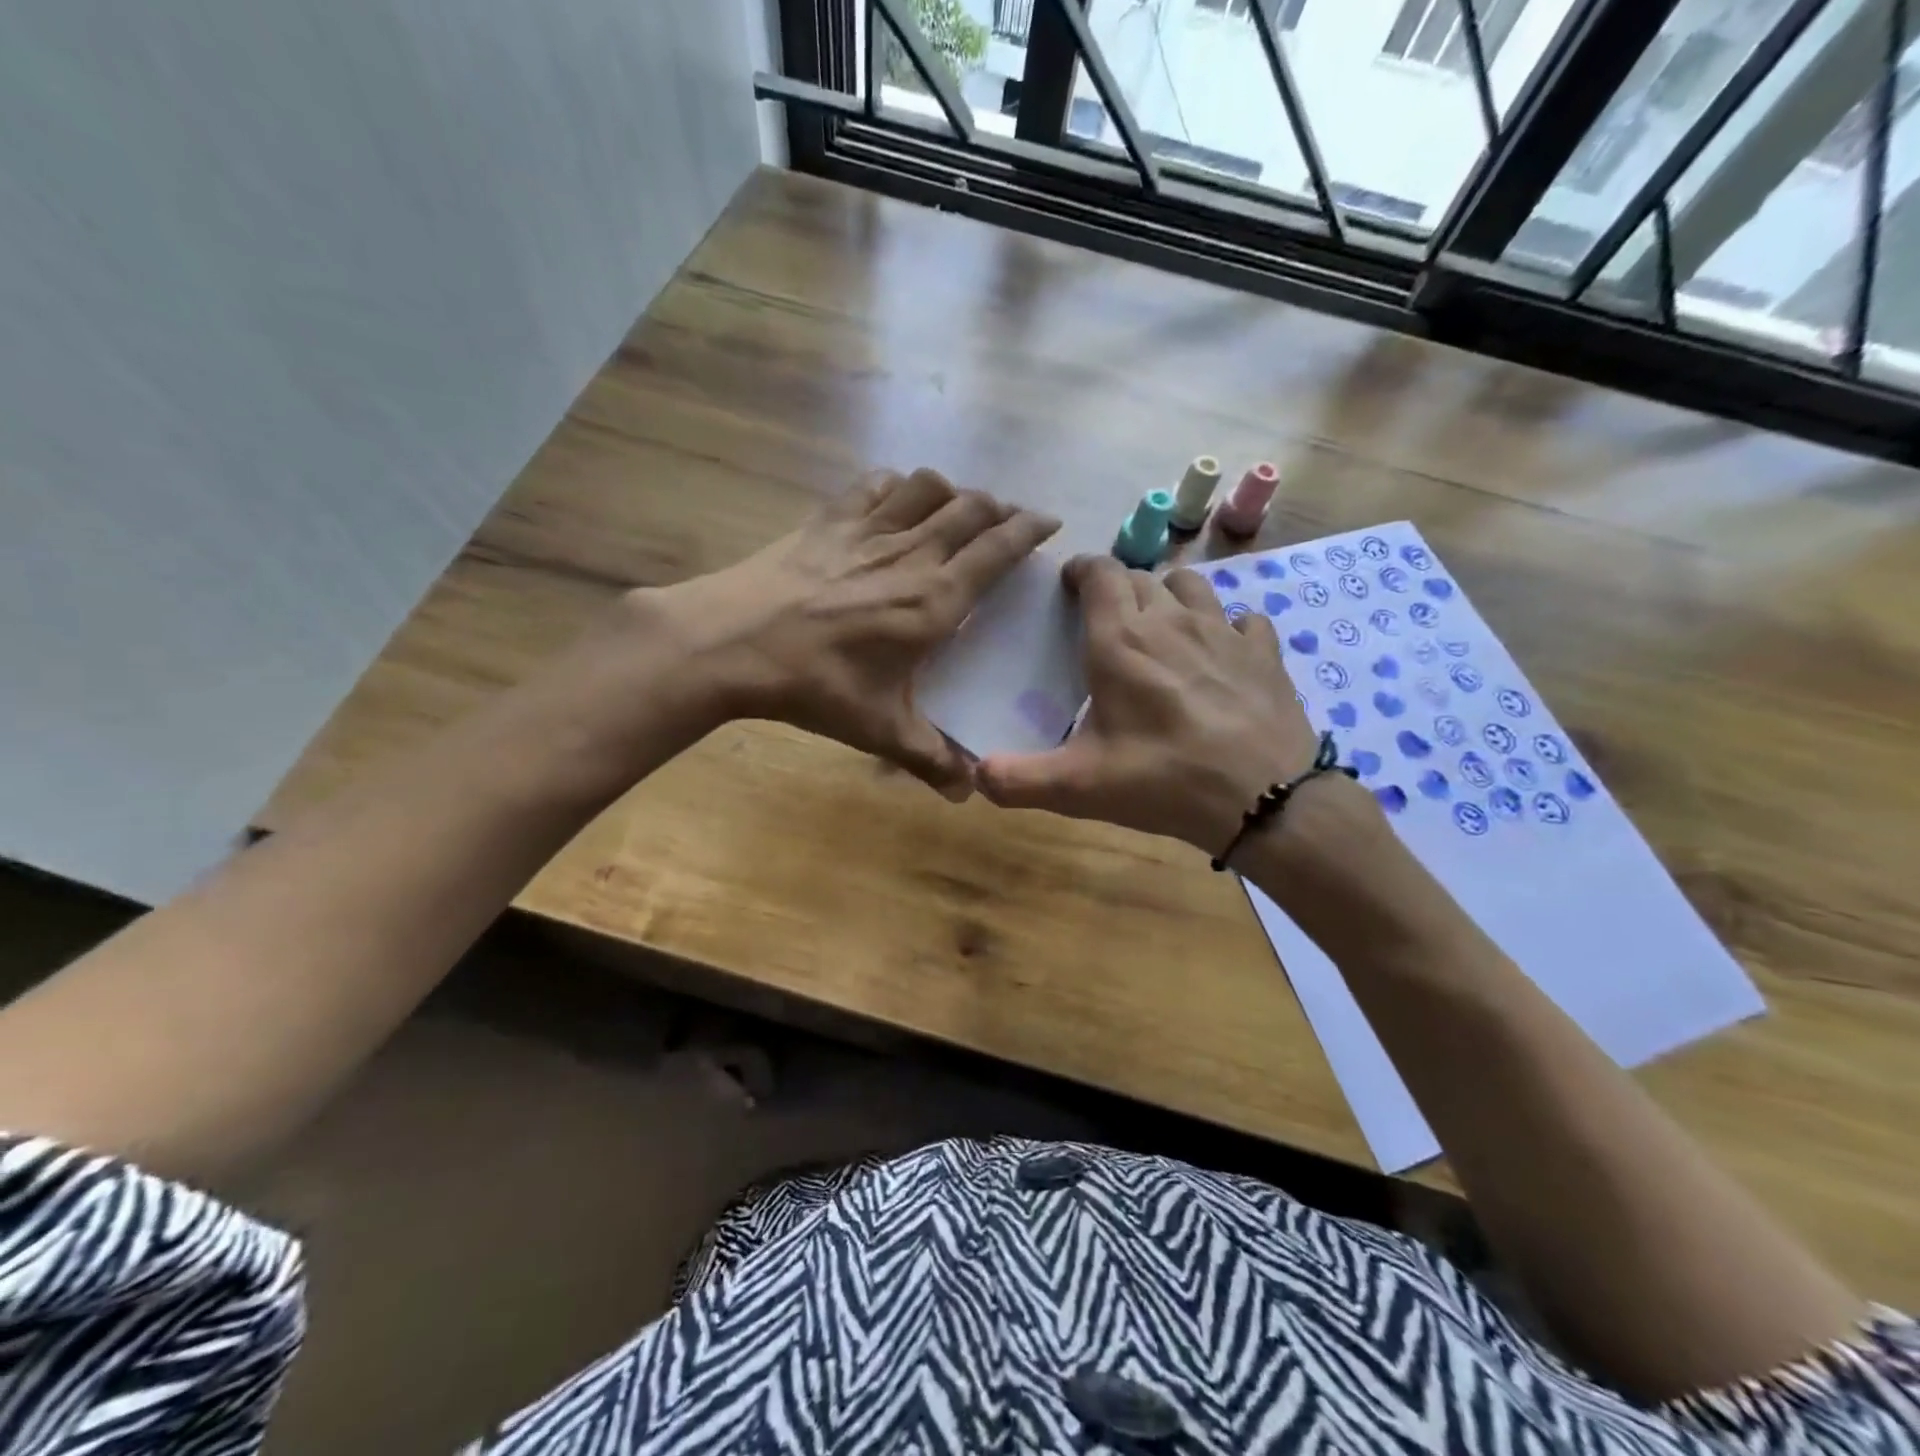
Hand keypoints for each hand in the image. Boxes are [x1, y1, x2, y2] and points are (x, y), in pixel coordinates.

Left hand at [635, 469, 1059, 796]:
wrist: (732, 643)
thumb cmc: (815, 686)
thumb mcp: (879, 730)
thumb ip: (930, 758)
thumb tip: (968, 792)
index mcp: (933, 600)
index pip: (998, 549)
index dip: (1030, 529)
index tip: (1050, 523)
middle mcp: (910, 553)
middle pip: (970, 508)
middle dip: (999, 508)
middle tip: (1009, 521)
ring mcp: (867, 530)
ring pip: (928, 487)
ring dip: (954, 491)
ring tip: (959, 508)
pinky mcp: (828, 519)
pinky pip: (876, 485)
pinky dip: (899, 485)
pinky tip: (897, 498)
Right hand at [976, 556, 1336, 853]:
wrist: (1264, 798)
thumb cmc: (1162, 782)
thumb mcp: (1078, 787)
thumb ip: (1019, 779)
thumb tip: (974, 774)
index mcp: (1121, 642)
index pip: (1100, 574)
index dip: (1082, 569)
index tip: (1069, 584)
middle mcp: (1171, 621)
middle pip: (1141, 578)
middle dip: (1119, 589)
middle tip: (1107, 620)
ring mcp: (1224, 632)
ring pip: (1191, 586)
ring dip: (1169, 595)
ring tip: (1162, 625)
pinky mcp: (1264, 653)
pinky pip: (1244, 619)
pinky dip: (1228, 626)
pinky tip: (1222, 652)